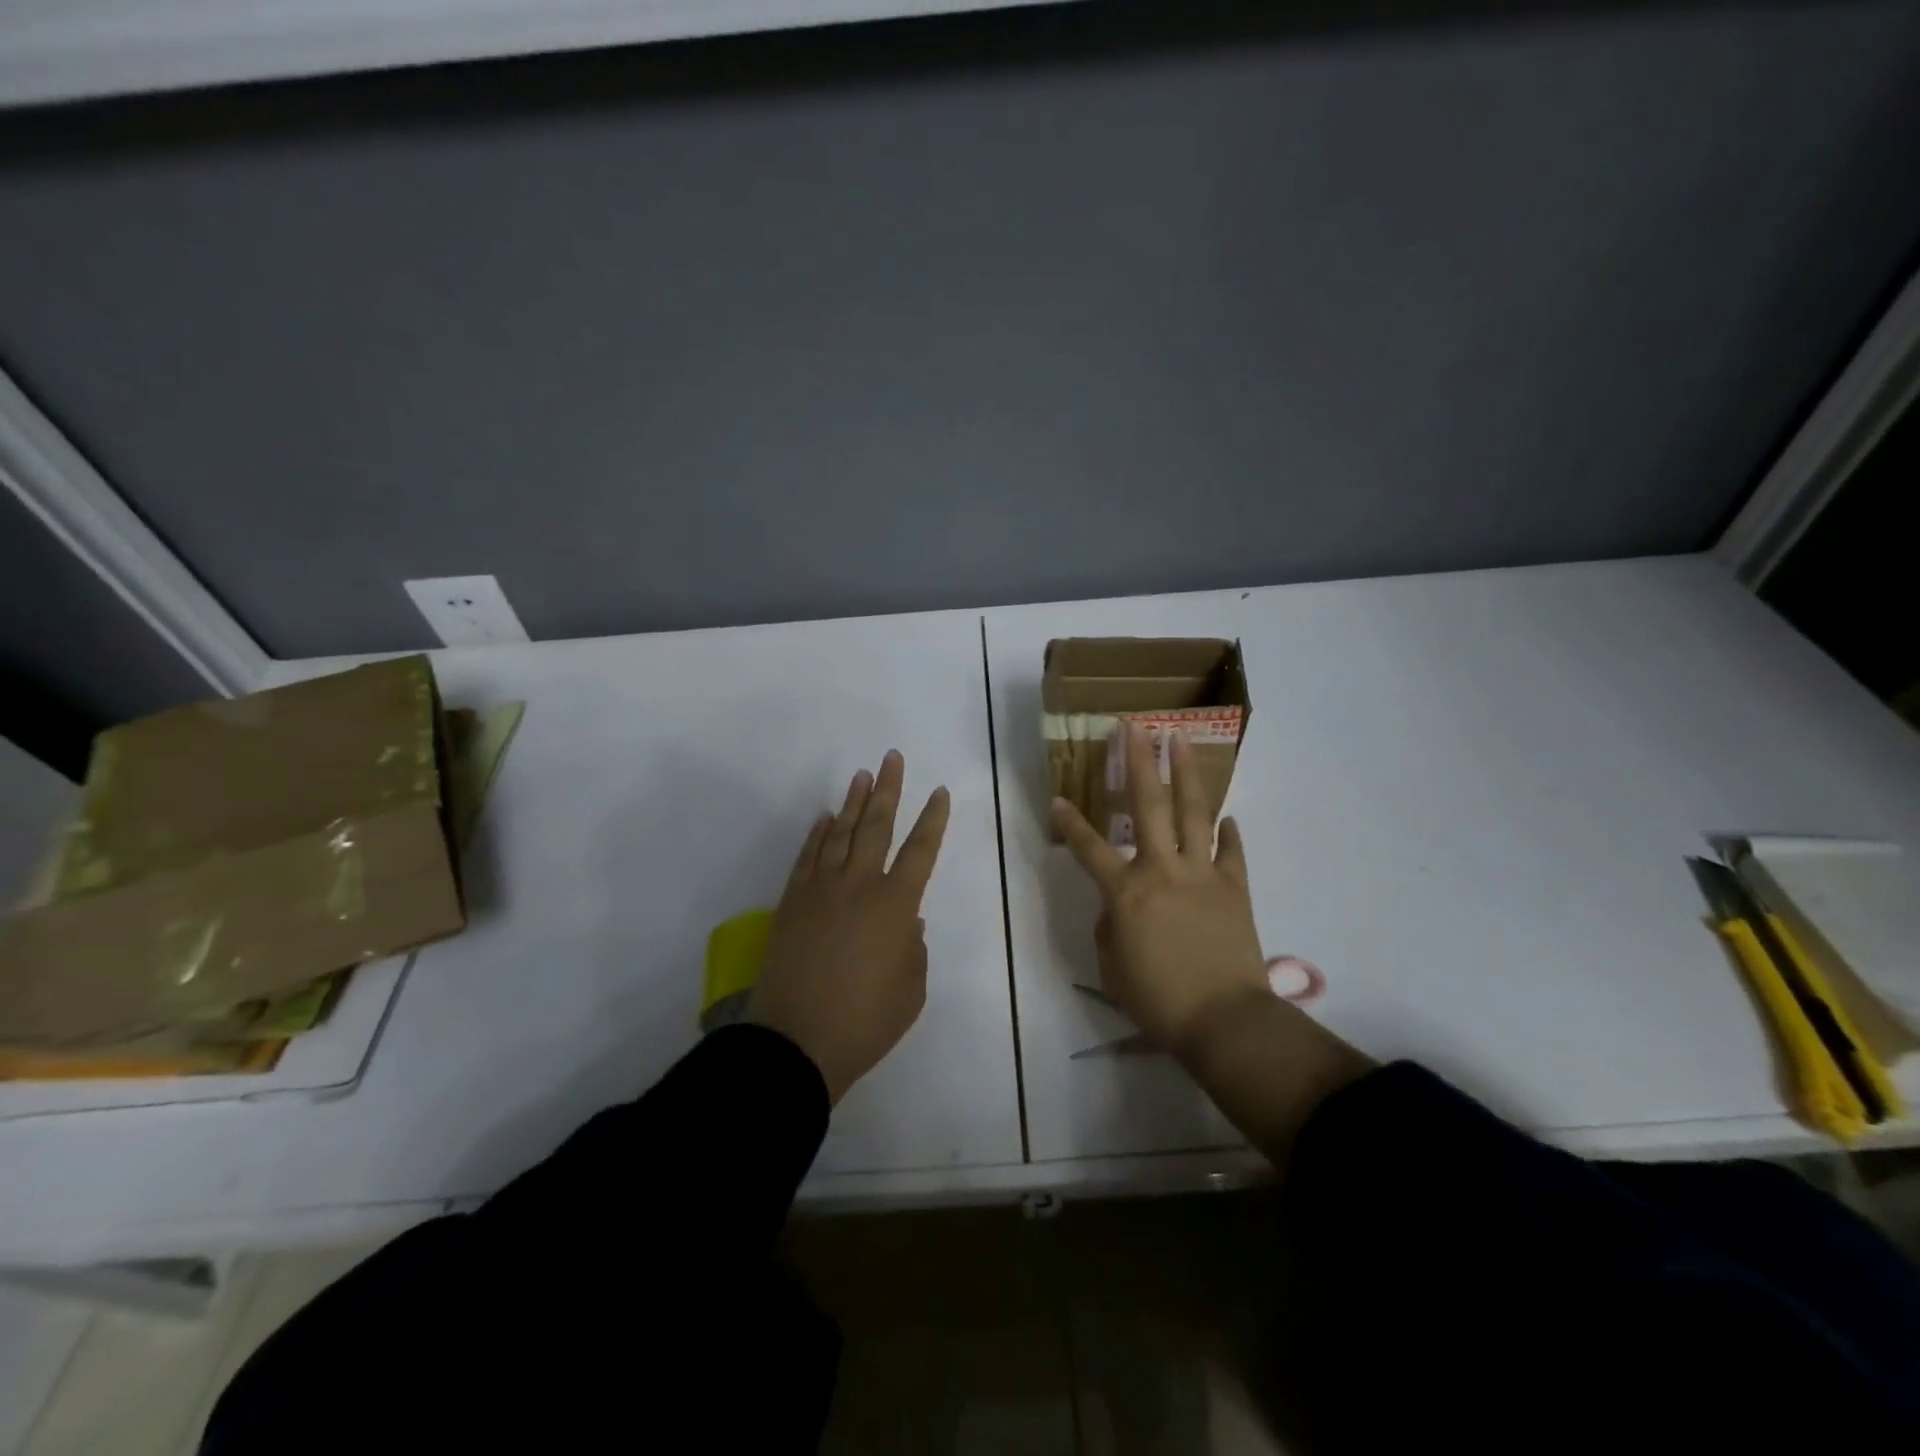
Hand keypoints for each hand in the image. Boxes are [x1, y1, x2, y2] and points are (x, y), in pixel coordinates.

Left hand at [750, 750, 950, 1104]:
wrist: (796, 1043)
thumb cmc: (865, 1022)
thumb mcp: (911, 991)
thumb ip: (914, 950)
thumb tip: (906, 924)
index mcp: (895, 906)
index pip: (920, 850)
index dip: (933, 820)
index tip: (940, 792)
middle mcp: (859, 886)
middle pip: (877, 827)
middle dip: (889, 790)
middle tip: (893, 758)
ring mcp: (820, 890)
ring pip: (841, 834)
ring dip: (854, 803)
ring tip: (863, 775)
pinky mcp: (792, 902)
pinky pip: (807, 857)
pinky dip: (817, 834)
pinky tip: (825, 818)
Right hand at [1052, 725, 1272, 1058]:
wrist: (1224, 1020)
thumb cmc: (1158, 1000)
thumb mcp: (1112, 967)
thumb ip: (1109, 927)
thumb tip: (1119, 908)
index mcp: (1126, 892)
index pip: (1088, 848)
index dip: (1069, 823)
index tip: (1058, 799)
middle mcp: (1162, 870)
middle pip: (1148, 804)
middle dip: (1138, 761)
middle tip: (1135, 727)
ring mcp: (1202, 874)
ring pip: (1194, 813)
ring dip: (1186, 773)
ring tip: (1181, 741)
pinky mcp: (1234, 888)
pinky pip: (1232, 852)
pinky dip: (1229, 833)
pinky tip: (1228, 818)